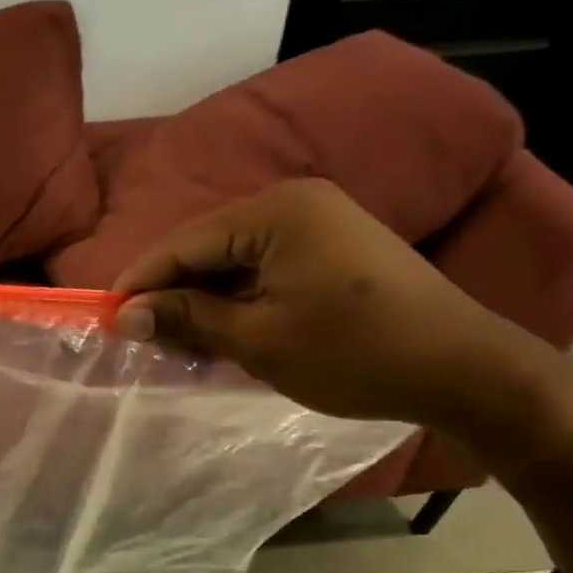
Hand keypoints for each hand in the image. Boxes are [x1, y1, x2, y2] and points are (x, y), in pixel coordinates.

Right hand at [111, 179, 547, 428]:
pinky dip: (239, 299)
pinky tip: (223, 331)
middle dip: (172, 293)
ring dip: (205, 300)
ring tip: (178, 342)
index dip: (141, 282)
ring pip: (235, 260)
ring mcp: (319, 222)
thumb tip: (125, 315)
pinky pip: (266, 268)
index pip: (184, 243)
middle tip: (142, 339)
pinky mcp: (335, 247)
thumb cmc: (353, 353)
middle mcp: (294, 202)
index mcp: (274, 212)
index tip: (108, 319)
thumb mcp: (258, 339)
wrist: (464, 370)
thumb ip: (187, 319)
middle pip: (208, 247)